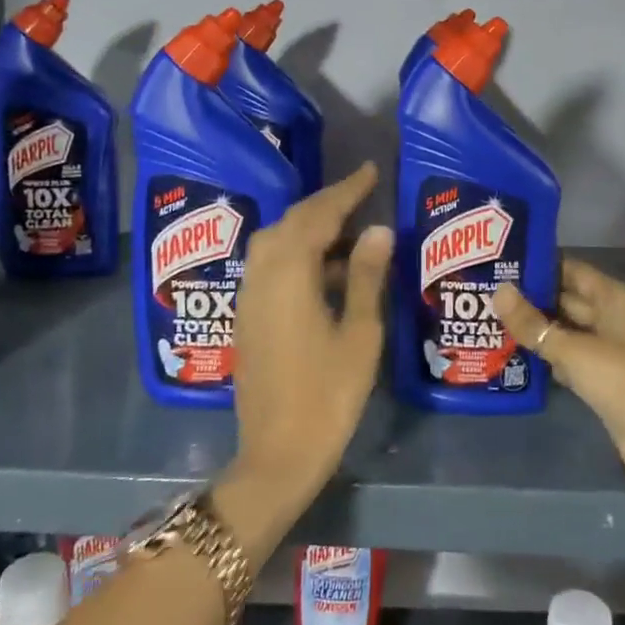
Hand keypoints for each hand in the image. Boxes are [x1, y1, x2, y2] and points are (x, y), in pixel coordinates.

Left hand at [224, 163, 391, 534]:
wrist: (276, 453)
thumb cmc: (328, 395)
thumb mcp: (359, 334)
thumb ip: (364, 276)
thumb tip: (378, 229)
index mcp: (290, 274)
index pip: (319, 215)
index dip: (346, 191)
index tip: (370, 171)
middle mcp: (262, 275)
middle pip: (292, 222)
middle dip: (325, 203)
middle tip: (361, 194)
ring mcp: (249, 296)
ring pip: (276, 241)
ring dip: (309, 226)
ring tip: (347, 227)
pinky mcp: (247, 315)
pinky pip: (270, 264)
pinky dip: (296, 251)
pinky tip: (324, 267)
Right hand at [493, 260, 624, 520]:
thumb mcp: (575, 351)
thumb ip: (534, 324)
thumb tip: (498, 292)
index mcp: (614, 299)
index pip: (570, 269)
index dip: (537, 265)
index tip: (499, 262)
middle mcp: (611, 318)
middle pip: (565, 299)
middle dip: (529, 298)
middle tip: (485, 292)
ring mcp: (607, 351)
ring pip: (563, 331)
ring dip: (533, 329)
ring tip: (489, 319)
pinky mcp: (600, 381)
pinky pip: (567, 359)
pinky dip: (544, 357)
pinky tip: (510, 354)